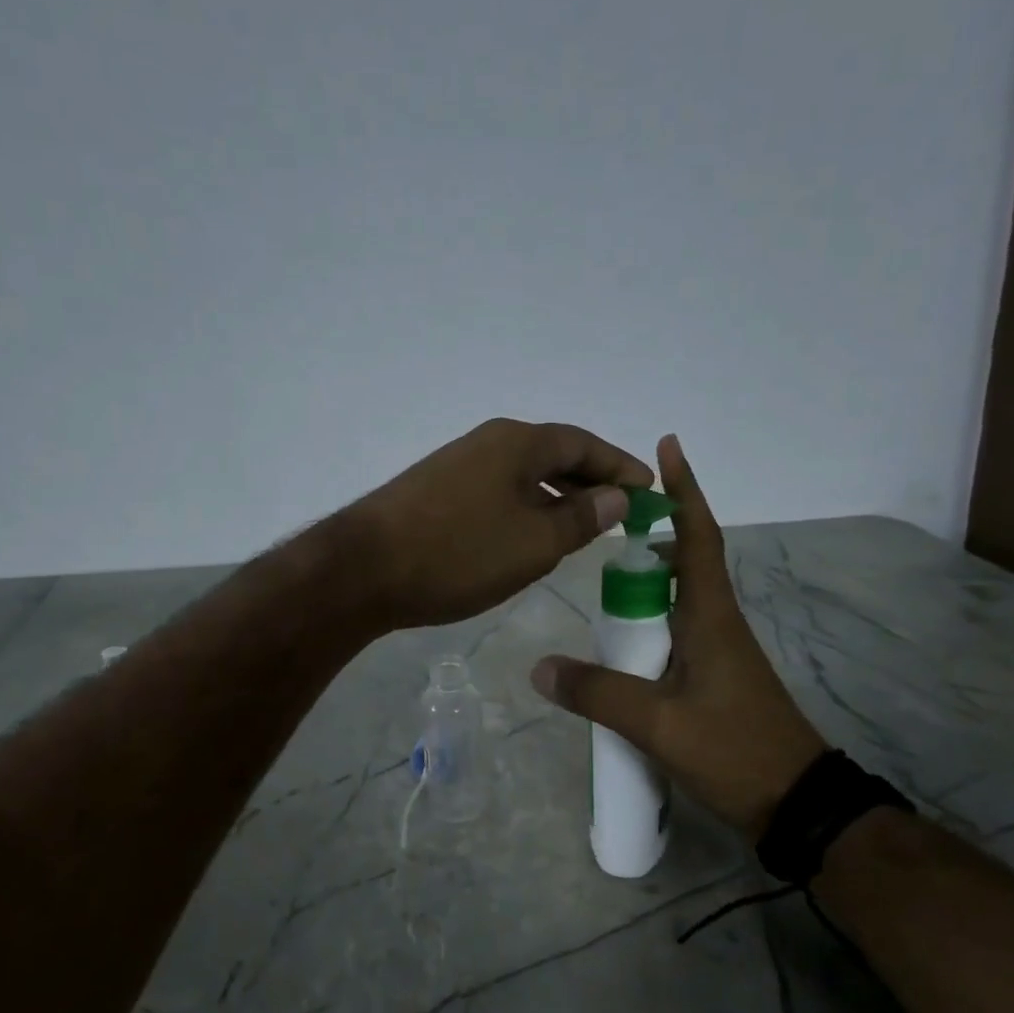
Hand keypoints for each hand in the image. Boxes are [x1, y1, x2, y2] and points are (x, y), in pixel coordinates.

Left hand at [342, 418, 654, 629]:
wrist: (364, 570)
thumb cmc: (459, 554)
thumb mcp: (534, 543)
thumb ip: (581, 518)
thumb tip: (616, 496)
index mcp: (518, 442)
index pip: (584, 445)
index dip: (620, 466)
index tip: (650, 489)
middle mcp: (487, 443)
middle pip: (553, 456)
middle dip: (590, 483)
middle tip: (620, 514)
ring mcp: (456, 466)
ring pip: (522, 477)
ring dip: (555, 499)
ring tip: (581, 530)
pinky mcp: (434, 493)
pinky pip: (496, 493)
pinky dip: (523, 511)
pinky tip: (526, 539)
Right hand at [530, 434, 826, 839]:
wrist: (796, 804)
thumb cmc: (734, 750)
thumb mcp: (658, 724)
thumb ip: (598, 693)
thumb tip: (540, 668)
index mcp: (711, 618)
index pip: (697, 539)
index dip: (685, 491)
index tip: (668, 447)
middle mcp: (717, 625)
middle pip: (685, 564)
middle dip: (650, 536)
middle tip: (603, 528)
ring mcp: (719, 654)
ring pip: (678, 601)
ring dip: (647, 583)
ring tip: (602, 582)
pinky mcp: (714, 681)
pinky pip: (676, 635)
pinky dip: (649, 624)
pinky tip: (620, 643)